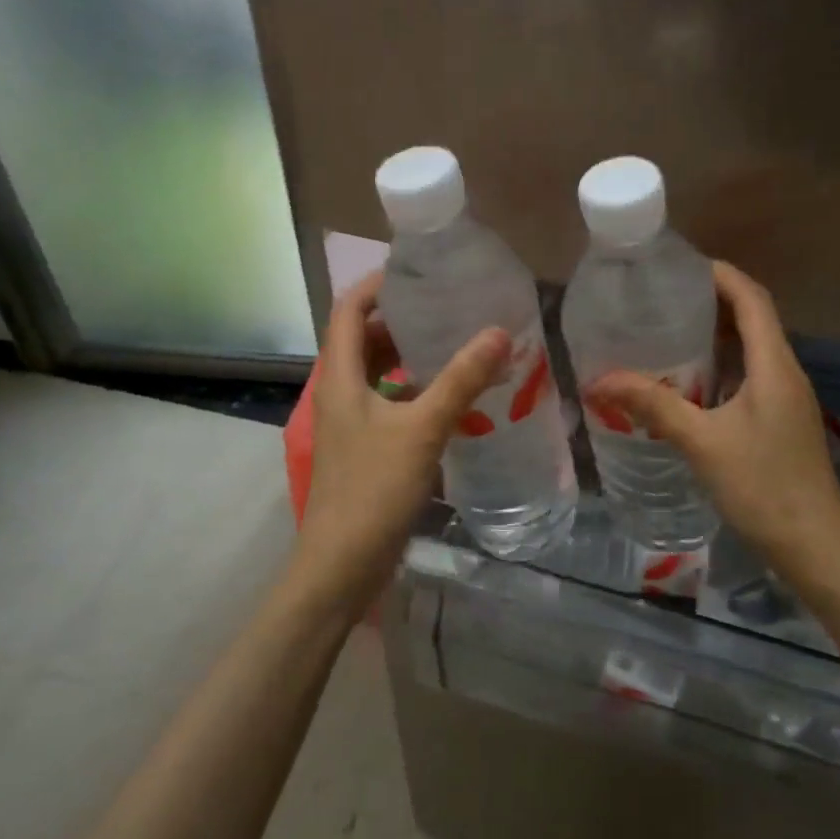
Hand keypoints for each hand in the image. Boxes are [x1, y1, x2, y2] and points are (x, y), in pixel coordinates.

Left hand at [294, 272, 508, 615]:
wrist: (341, 566)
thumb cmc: (373, 490)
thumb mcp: (421, 429)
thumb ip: (460, 380)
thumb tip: (500, 332)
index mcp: (340, 377)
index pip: (348, 309)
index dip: (378, 284)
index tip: (420, 272)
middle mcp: (340, 392)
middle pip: (364, 338)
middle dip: (402, 318)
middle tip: (449, 304)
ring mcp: (352, 423)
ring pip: (379, 373)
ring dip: (411, 355)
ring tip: (457, 341)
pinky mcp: (366, 449)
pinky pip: (390, 403)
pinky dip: (416, 390)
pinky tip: (453, 396)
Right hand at [587, 262, 839, 589]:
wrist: (815, 546)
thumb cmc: (763, 486)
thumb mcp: (702, 442)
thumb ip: (653, 406)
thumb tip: (599, 381)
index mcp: (774, 366)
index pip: (752, 299)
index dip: (721, 275)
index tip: (680, 266)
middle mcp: (785, 373)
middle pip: (753, 319)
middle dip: (712, 302)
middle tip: (662, 299)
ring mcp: (787, 399)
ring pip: (751, 350)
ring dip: (716, 336)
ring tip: (667, 333)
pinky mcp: (781, 422)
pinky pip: (749, 377)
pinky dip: (720, 368)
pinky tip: (688, 385)